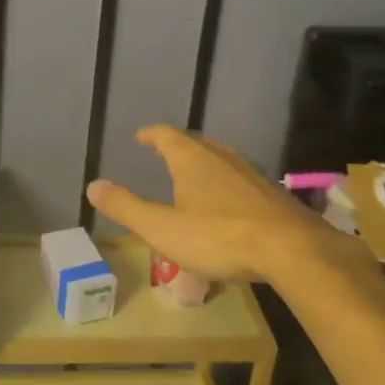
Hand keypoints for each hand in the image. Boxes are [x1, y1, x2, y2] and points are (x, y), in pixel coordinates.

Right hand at [86, 125, 349, 284]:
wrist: (292, 250)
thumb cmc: (219, 236)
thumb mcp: (163, 228)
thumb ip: (127, 207)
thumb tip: (93, 185)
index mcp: (191, 159)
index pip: (166, 135)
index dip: (152, 134)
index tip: (142, 136)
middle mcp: (221, 156)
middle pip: (196, 143)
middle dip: (178, 147)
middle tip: (165, 153)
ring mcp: (250, 173)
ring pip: (221, 160)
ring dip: (204, 164)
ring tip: (195, 177)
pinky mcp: (272, 193)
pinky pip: (241, 180)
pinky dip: (227, 184)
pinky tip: (229, 205)